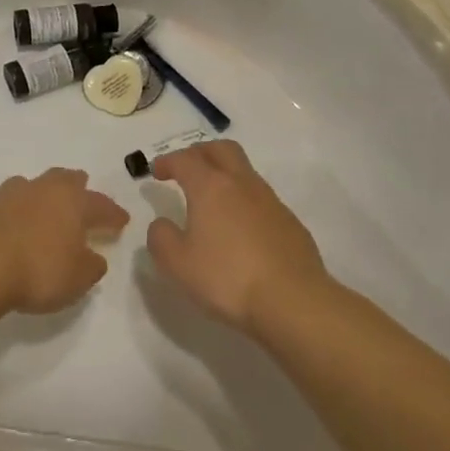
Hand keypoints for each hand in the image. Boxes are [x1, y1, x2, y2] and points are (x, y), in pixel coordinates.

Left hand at [0, 168, 129, 315]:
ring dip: (44, 195)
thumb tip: (94, 257)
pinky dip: (18, 212)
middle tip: (84, 194)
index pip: (100, 204)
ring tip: (47, 207)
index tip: (121, 220)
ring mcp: (10, 194)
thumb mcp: (77, 278)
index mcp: (72, 201)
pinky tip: (16, 225)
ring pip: (34, 185)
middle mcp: (43, 189)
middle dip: (77, 186)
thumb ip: (91, 266)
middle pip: (65, 179)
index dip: (112, 213)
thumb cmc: (38, 269)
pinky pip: (9, 204)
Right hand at [145, 140, 330, 334]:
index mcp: (211, 187)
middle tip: (186, 167)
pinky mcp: (290, 222)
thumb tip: (162, 224)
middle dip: (200, 152)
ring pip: (244, 171)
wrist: (293, 300)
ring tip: (212, 199)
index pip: (185, 160)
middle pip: (221, 149)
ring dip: (225, 174)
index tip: (156, 171)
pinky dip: (244, 200)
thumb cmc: (228, 278)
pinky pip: (261, 198)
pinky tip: (240, 227)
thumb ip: (161, 238)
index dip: (167, 161)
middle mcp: (242, 184)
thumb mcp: (178, 264)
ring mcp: (271, 201)